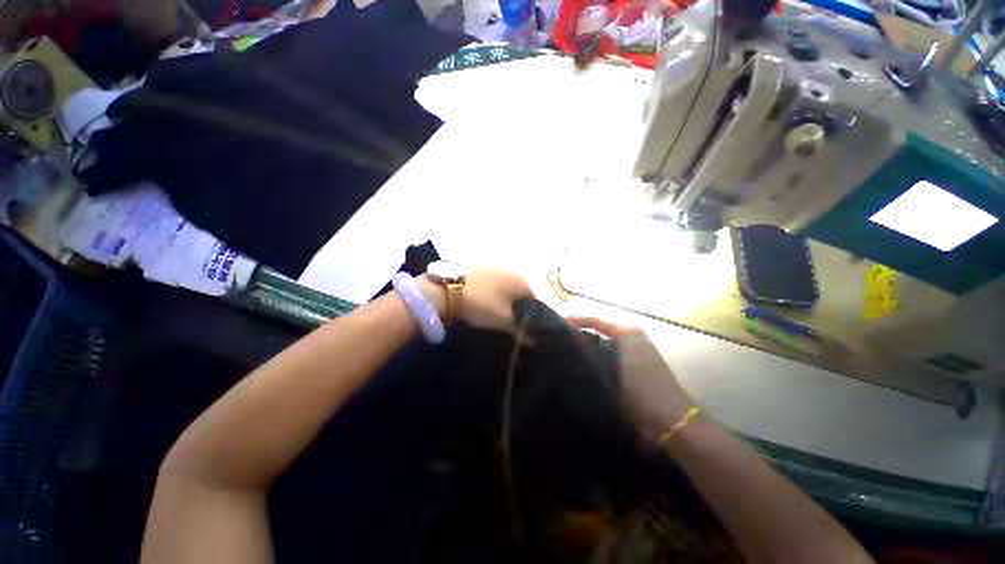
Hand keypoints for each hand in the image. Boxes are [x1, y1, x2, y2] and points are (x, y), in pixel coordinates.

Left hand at [420, 269, 531, 331]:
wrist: (446, 288)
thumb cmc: (482, 304)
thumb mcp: (503, 321)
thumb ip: (519, 329)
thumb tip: (531, 339)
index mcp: (521, 279)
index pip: (533, 300)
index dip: (529, 316)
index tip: (521, 328)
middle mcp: (510, 268)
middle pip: (517, 291)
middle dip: (514, 305)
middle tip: (505, 321)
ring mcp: (492, 264)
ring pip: (502, 285)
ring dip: (500, 297)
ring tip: (490, 312)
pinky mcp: (476, 265)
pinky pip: (488, 281)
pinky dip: (487, 290)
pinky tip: (478, 300)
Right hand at [566, 317, 696, 447]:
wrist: (671, 424)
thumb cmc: (643, 392)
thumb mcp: (613, 368)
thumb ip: (591, 351)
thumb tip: (571, 338)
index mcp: (629, 334)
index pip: (597, 321)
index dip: (577, 321)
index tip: (558, 324)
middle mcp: (633, 340)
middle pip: (600, 332)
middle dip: (580, 335)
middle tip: (560, 339)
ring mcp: (634, 357)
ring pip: (603, 347)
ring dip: (588, 349)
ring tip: (567, 353)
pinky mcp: (635, 372)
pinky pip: (610, 360)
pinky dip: (597, 362)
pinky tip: (583, 370)